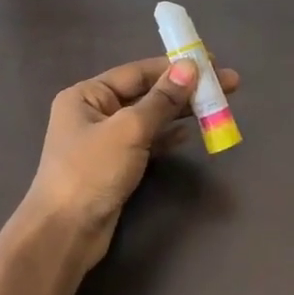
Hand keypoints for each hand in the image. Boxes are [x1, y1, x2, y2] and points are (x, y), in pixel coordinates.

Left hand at [21, 55, 240, 269]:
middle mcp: (94, 113)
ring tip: (215, 107)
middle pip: (146, 94)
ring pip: (149, 119)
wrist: (66, 231)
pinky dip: (168, 137)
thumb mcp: (129, 130)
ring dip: (180, 113)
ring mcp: (105, 141)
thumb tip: (189, 67)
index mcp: (87, 95)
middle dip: (184, 90)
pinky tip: (190, 134)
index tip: (211, 63)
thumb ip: (161, 100)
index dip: (174, 66)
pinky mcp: (116, 166)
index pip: (137, 72)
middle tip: (227, 86)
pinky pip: (147, 142)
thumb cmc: (91, 172)